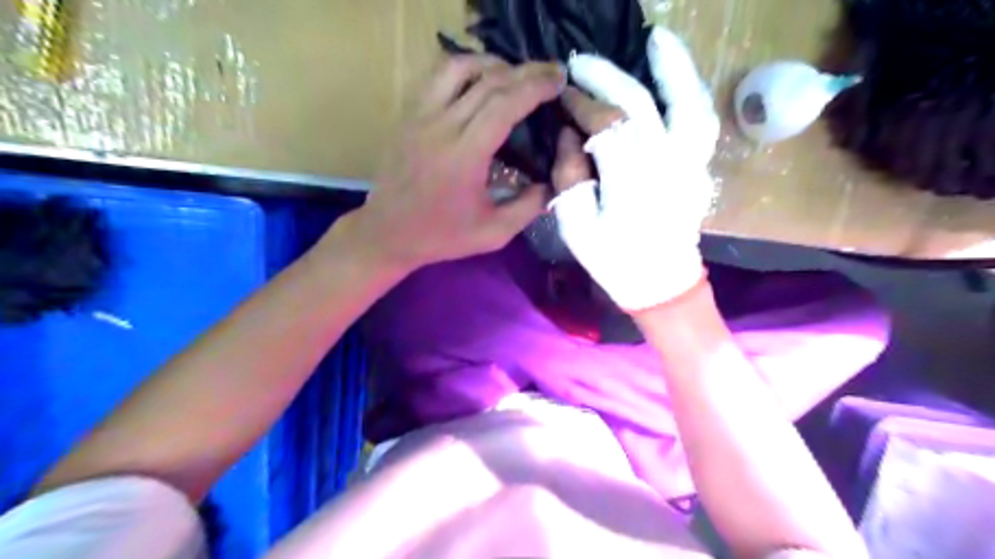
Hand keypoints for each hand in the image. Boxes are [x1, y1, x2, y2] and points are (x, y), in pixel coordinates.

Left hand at [342, 54, 562, 271]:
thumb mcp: (493, 233)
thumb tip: (555, 182)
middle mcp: (441, 126)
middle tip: (552, 71)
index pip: (504, 105)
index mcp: (464, 155)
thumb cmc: (441, 236)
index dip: (536, 87)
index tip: (559, 81)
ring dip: (493, 63)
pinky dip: (465, 69)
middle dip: (526, 71)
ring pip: (458, 67)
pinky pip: (438, 77)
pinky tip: (480, 80)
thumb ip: (529, 207)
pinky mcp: (408, 115)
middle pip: (488, 81)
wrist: (387, 233)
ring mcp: (420, 115)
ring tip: (516, 73)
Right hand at [552, 29, 714, 312]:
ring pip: (685, 103)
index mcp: (630, 184)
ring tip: (654, 40)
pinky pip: (702, 120)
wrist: (661, 285)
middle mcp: (665, 166)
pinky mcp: (699, 167)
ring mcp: (690, 164)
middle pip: (638, 107)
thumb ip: (570, 177)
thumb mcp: (576, 228)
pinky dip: (692, 90)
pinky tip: (679, 72)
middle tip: (579, 65)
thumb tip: (569, 134)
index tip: (561, 98)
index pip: (605, 127)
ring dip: (671, 67)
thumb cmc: (615, 262)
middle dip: (606, 80)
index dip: (581, 106)